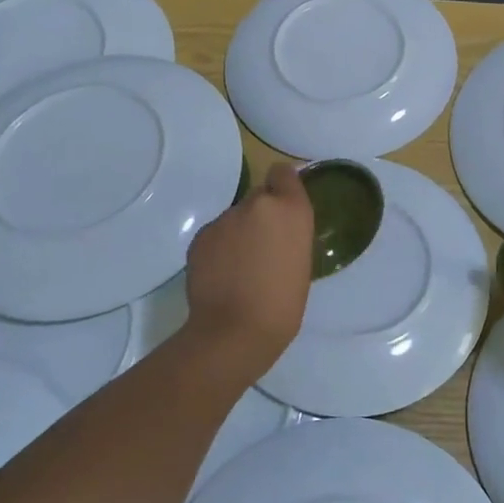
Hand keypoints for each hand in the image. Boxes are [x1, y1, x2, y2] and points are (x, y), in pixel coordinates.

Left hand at [183, 162, 313, 373]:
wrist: (235, 329)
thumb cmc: (284, 303)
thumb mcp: (302, 260)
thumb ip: (289, 233)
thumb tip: (276, 232)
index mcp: (291, 209)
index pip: (284, 173)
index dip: (283, 185)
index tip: (284, 205)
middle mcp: (258, 204)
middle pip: (260, 196)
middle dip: (262, 214)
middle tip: (263, 246)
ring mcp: (225, 218)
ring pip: (236, 217)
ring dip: (239, 232)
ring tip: (241, 266)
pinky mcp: (201, 236)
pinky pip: (216, 234)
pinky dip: (220, 248)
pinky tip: (222, 274)